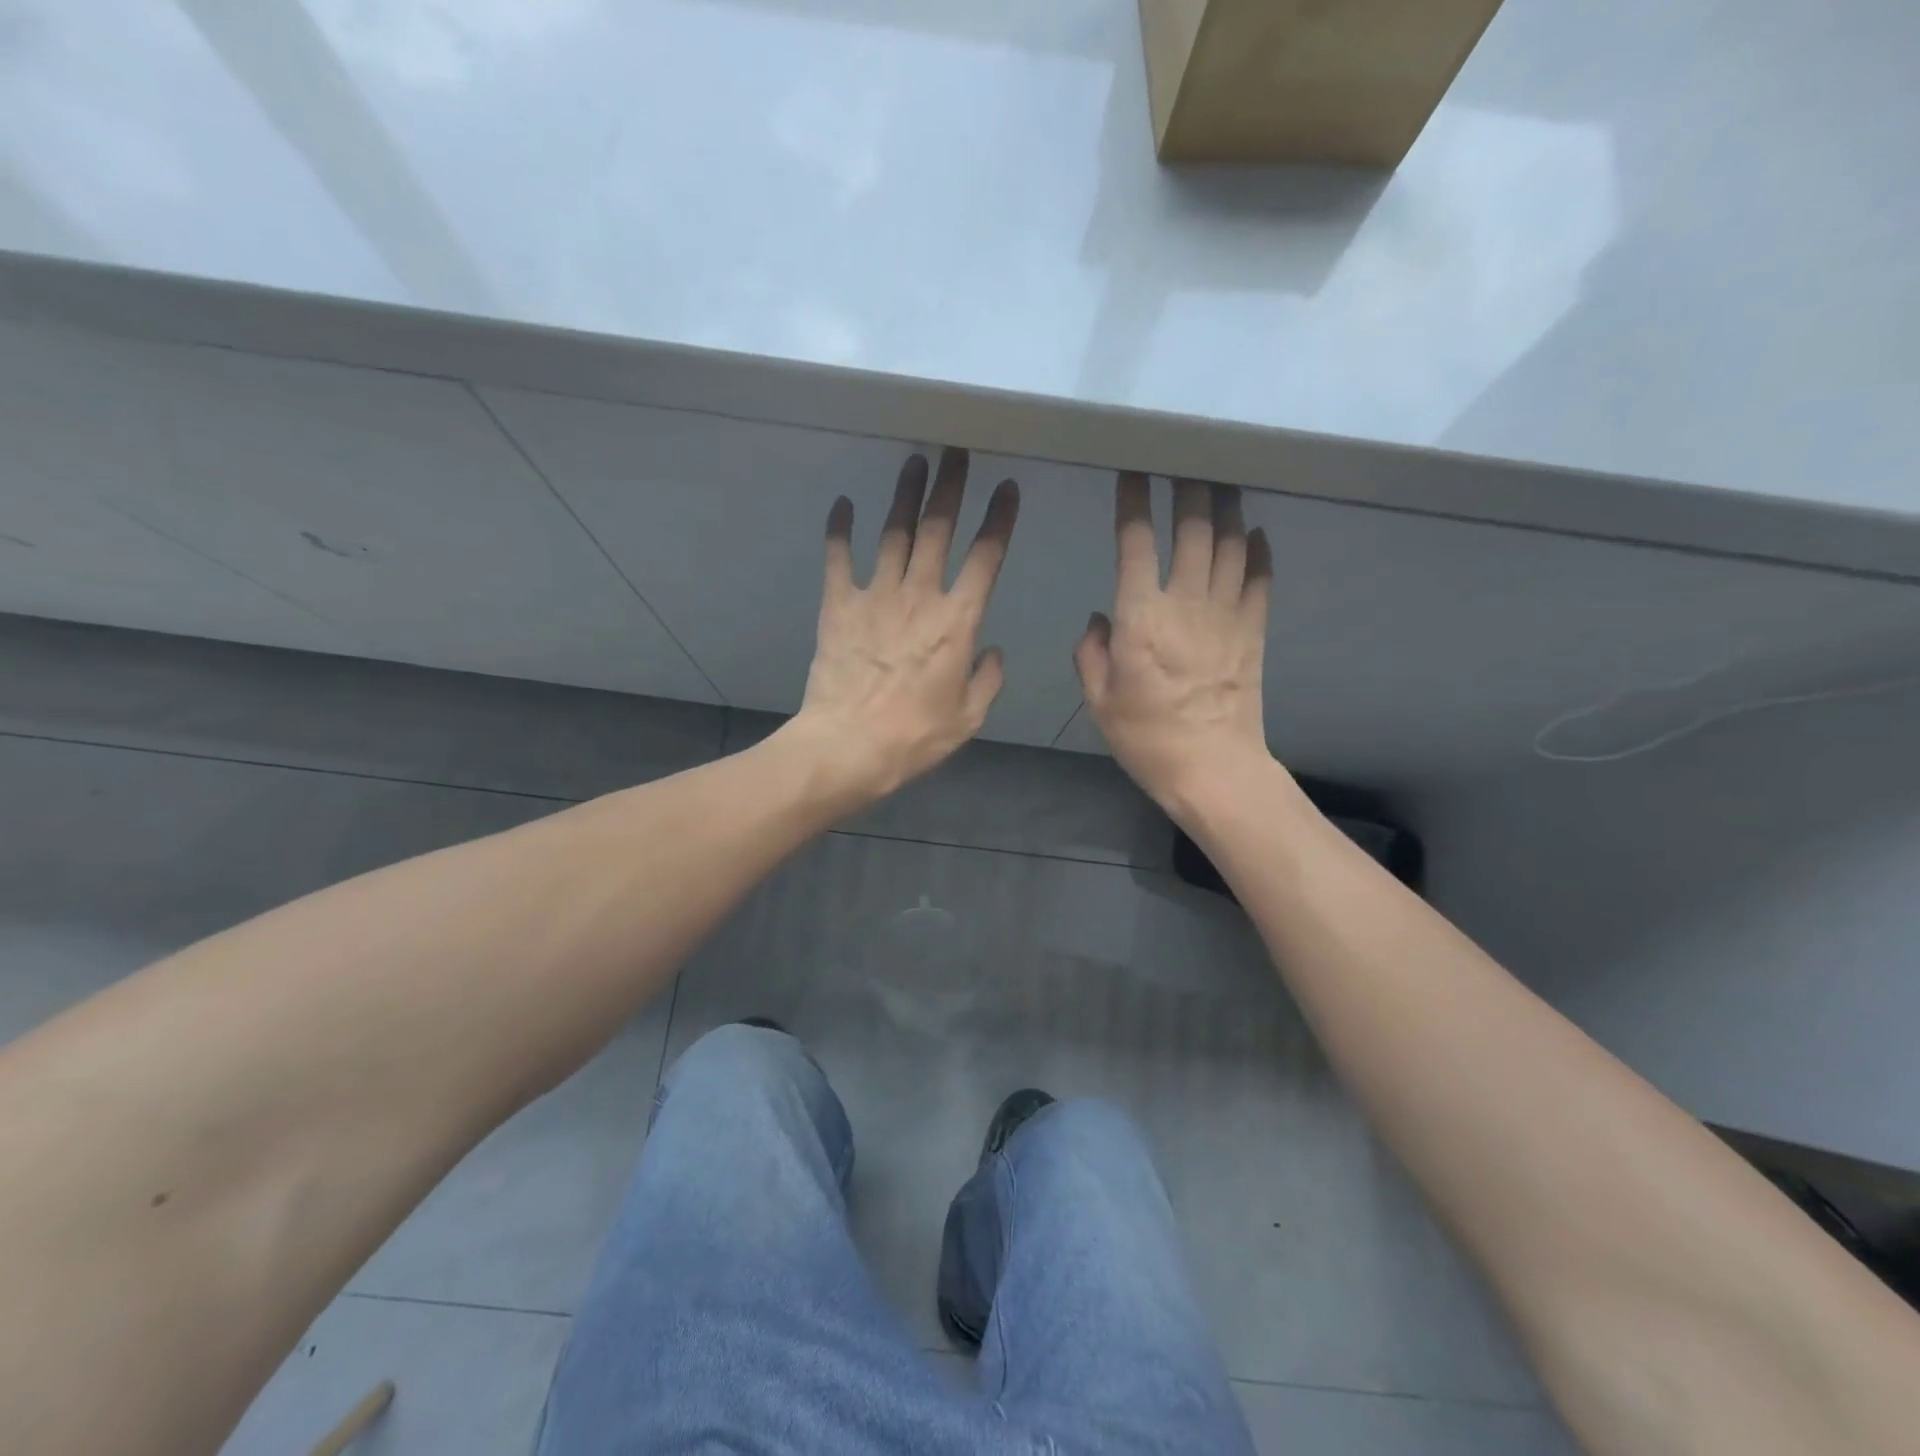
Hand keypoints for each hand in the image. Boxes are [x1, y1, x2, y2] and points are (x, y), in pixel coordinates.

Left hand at [790, 448, 1018, 805]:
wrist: (849, 746)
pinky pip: (839, 559)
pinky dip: (840, 530)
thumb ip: (987, 680)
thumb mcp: (968, 718)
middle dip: (951, 487)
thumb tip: (992, 653)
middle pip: (938, 530)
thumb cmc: (914, 737)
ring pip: (894, 534)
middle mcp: (919, 597)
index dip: (999, 520)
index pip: (985, 558)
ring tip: (915, 462)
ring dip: (905, 495)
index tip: (1008, 489)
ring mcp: (875, 596)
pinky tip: (844, 504)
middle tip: (957, 452)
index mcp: (957, 622)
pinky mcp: (838, 606)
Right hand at [1074, 474, 1273, 816]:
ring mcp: (1227, 615)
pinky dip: (1259, 552)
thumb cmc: (1146, 738)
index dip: (1132, 503)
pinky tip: (1256, 533)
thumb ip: (1092, 653)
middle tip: (1185, 462)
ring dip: (1226, 508)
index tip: (1131, 474)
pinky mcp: (1254, 631)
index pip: (1135, 544)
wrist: (1212, 768)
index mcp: (1141, 618)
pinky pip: (1260, 580)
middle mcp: (1186, 604)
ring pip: (1230, 545)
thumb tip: (1100, 618)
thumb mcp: (1100, 701)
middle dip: (1188, 489)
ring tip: (1221, 482)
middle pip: (1193, 530)